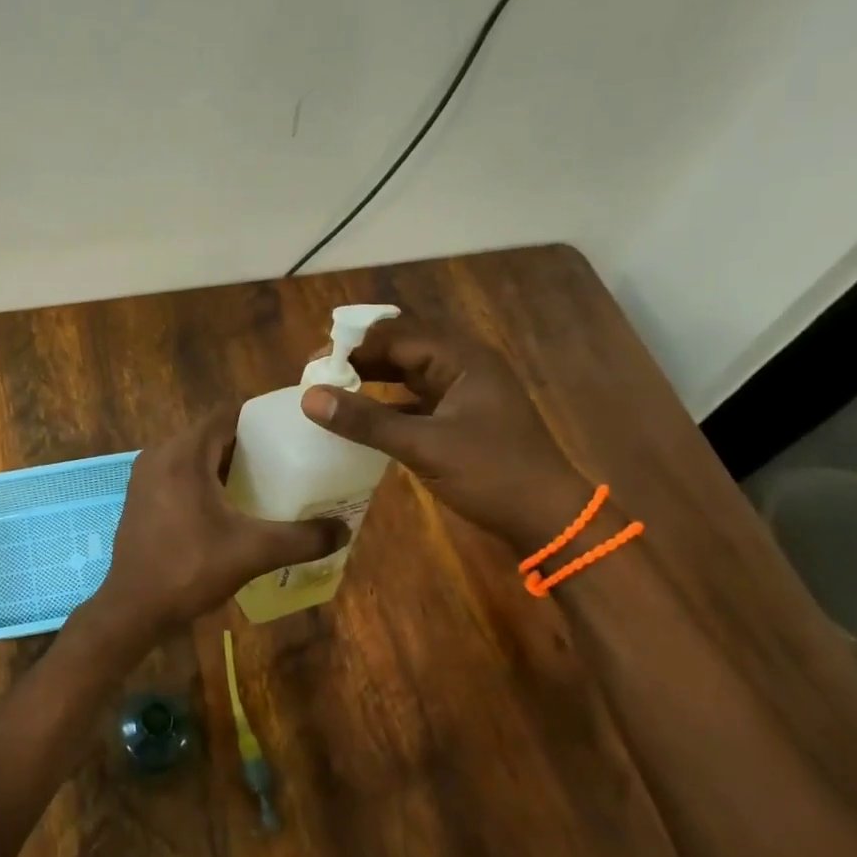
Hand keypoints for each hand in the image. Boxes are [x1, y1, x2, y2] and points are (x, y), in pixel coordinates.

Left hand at [86, 406, 346, 648]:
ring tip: (264, 479)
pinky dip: (204, 478)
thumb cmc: (189, 570)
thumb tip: (344, 530)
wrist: (132, 609)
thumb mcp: (252, 552)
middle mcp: (159, 455)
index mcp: (183, 454)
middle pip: (211, 433)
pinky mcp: (140, 497)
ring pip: (193, 454)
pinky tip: (229, 503)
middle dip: (247, 442)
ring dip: (225, 462)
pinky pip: (178, 472)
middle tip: (286, 457)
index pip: (226, 414)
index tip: (292, 428)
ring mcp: (145, 476)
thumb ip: (301, 538)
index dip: (260, 417)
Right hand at [300, 313, 584, 548]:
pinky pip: (415, 401)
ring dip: (372, 381)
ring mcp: (464, 393)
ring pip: (407, 376)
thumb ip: (366, 421)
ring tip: (331, 392)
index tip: (313, 365)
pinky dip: (387, 406)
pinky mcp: (460, 419)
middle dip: (359, 360)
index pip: (396, 337)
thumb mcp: (424, 446)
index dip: (352, 347)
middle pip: (401, 350)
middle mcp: (463, 367)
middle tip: (316, 377)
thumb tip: (309, 398)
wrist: (548, 520)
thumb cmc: (492, 474)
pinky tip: (360, 419)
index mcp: (462, 359)